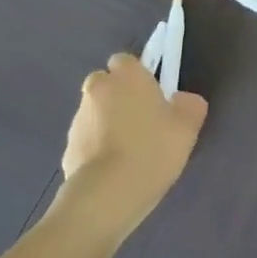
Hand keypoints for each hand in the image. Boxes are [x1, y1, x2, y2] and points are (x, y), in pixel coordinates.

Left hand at [56, 54, 207, 236]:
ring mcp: (77, 120)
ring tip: (130, 151)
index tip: (153, 95)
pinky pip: (87, 140)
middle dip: (119, 96)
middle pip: (106, 84)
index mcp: (126, 76)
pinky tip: (115, 170)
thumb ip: (190, 105)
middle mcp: (97, 90)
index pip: (126, 60)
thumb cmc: (152, 150)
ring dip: (107, 123)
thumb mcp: (188, 126)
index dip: (138, 75)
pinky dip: (97, 148)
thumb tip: (182, 100)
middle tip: (143, 121)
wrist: (106, 196)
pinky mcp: (66, 149)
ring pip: (95, 112)